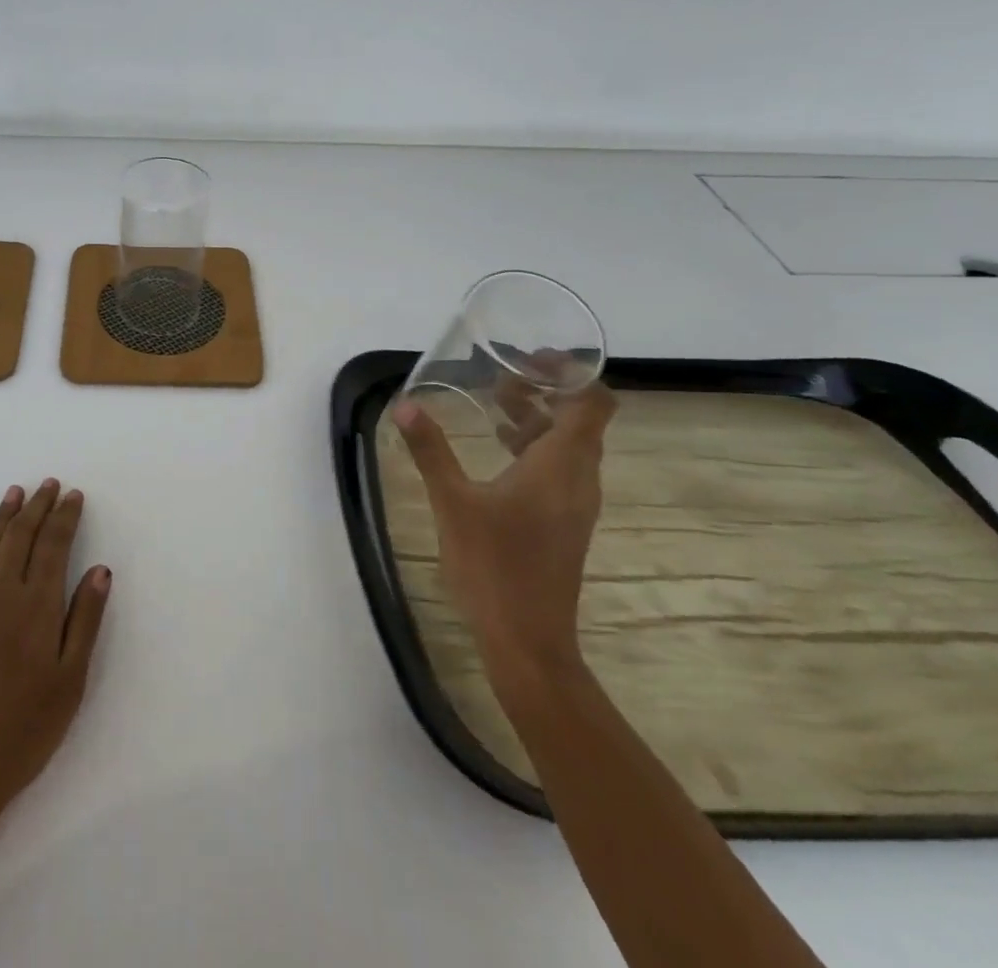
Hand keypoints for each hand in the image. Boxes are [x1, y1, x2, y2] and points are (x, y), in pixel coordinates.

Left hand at [0, 480, 111, 832]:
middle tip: (49, 484)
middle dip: (37, 506)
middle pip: (21, 536)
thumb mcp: (70, 681)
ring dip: (4, 515)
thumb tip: (100, 569)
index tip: (74, 495)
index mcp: (36, 605)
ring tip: (16, 492)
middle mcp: (0, 593)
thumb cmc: (24, 730)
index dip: (65, 516)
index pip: (53, 545)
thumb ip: (85, 619)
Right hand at [393, 381, 616, 686]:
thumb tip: (405, 405)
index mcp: (561, 465)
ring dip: (538, 419)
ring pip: (569, 445)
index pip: (592, 403)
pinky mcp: (564, 523)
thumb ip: (431, 450)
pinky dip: (535, 447)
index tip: (533, 356)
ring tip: (495, 403)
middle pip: (579, 420)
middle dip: (545, 390)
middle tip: (502, 374)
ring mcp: (575, 504)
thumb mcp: (453, 502)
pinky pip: (560, 469)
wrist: (528, 641)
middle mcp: (579, 479)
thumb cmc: (494, 566)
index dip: (572, 372)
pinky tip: (499, 450)